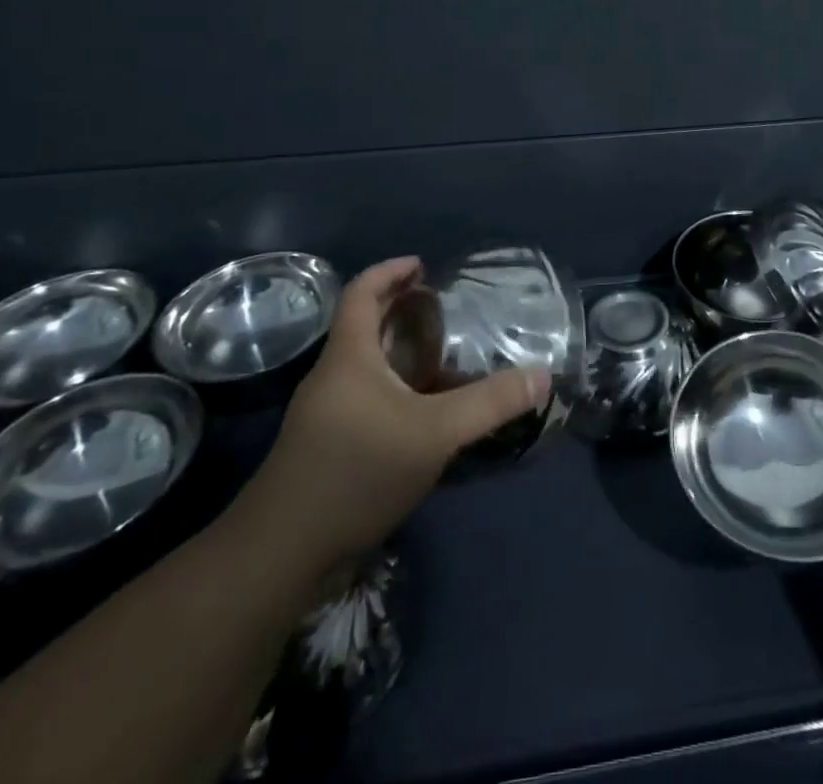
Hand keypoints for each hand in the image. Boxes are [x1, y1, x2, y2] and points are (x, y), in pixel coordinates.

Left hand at [232, 257, 549, 585]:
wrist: (281, 556)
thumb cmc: (355, 472)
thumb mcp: (434, 433)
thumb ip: (489, 403)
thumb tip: (542, 375)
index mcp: (348, 357)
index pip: (361, 293)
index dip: (390, 272)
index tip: (423, 266)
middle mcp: (332, 377)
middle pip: (363, 326)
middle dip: (402, 310)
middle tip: (445, 308)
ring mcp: (325, 415)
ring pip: (366, 365)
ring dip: (400, 351)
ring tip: (444, 354)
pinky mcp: (327, 447)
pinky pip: (366, 397)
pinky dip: (395, 387)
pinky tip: (424, 410)